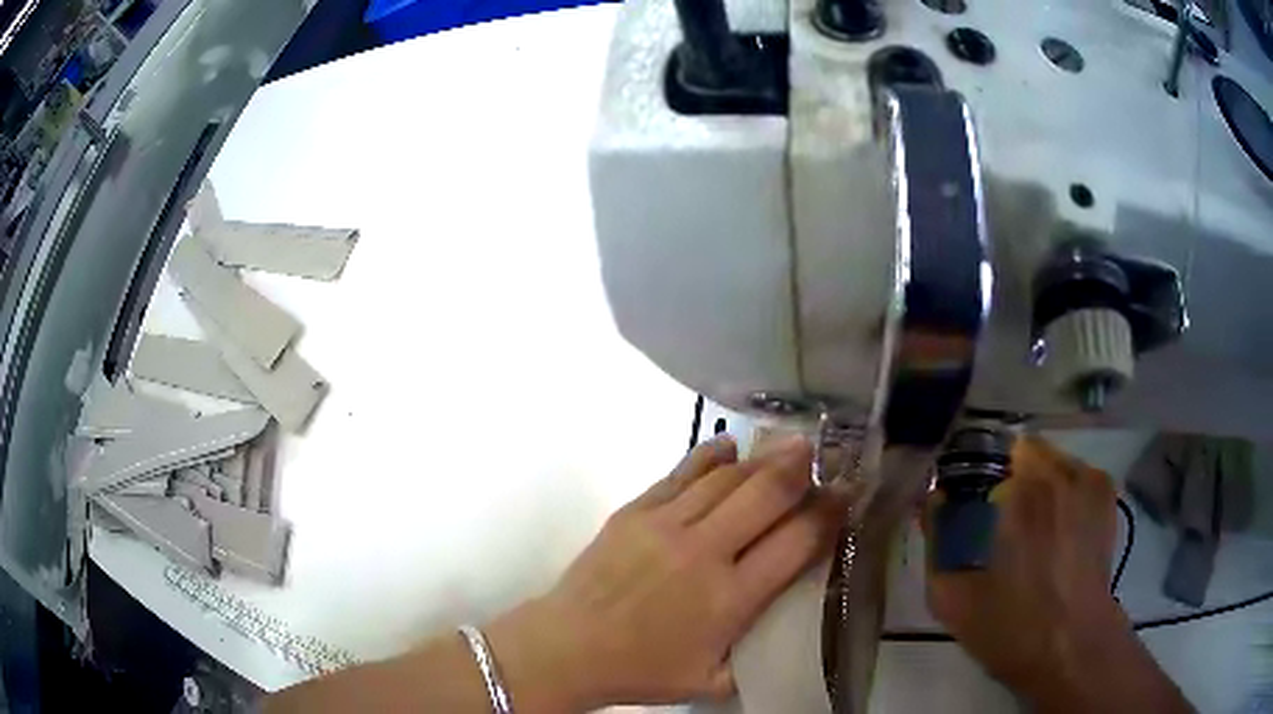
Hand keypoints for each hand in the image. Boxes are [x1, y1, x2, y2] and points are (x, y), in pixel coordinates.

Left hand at [488, 435, 849, 710]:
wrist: (568, 647)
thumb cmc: (642, 671)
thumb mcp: (711, 681)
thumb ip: (755, 659)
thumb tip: (786, 631)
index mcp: (730, 598)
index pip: (796, 543)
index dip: (828, 515)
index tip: (845, 497)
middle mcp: (704, 552)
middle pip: (766, 495)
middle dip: (801, 470)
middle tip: (824, 455)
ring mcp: (666, 525)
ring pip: (727, 478)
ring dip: (763, 458)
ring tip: (788, 445)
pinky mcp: (635, 511)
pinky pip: (681, 473)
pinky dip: (710, 456)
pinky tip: (729, 446)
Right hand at [924, 436, 1157, 707]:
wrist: (1073, 646)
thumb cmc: (1012, 627)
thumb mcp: (954, 600)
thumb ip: (937, 545)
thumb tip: (932, 502)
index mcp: (1018, 495)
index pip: (987, 455)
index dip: (976, 479)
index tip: (972, 506)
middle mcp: (1055, 475)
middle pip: (1023, 451)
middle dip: (1009, 477)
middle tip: (1003, 520)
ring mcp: (1086, 480)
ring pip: (1052, 460)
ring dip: (1039, 482)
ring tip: (1035, 526)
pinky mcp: (1105, 493)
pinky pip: (1077, 473)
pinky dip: (1065, 489)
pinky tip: (1061, 526)